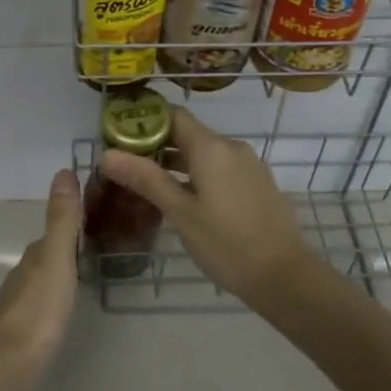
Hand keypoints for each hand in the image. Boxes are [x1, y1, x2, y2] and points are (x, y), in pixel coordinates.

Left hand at [0, 169, 81, 384]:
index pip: (55, 232)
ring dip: (62, 274)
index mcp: (35, 255)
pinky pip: (43, 303)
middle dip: (69, 248)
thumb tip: (62, 170)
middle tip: (101, 246)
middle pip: (49, 255)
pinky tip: (65, 309)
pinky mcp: (21, 331)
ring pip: (44, 279)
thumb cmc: (38, 309)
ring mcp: (20, 303)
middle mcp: (24, 274)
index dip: (74, 223)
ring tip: (88, 275)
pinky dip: (56, 297)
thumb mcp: (57, 258)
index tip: (97, 218)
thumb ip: (62, 219)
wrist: (6, 365)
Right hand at [97, 108, 311, 302]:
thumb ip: (145, 179)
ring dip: (177, 163)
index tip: (120, 139)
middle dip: (157, 146)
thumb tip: (106, 154)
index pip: (173, 115)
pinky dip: (199, 175)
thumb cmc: (226, 243)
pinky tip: (185, 200)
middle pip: (188, 133)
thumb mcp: (180, 212)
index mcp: (212, 147)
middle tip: (127, 167)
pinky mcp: (258, 184)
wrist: (285, 275)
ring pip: (205, 153)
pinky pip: (222, 168)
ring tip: (149, 185)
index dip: (145, 122)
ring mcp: (249, 165)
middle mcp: (232, 147)